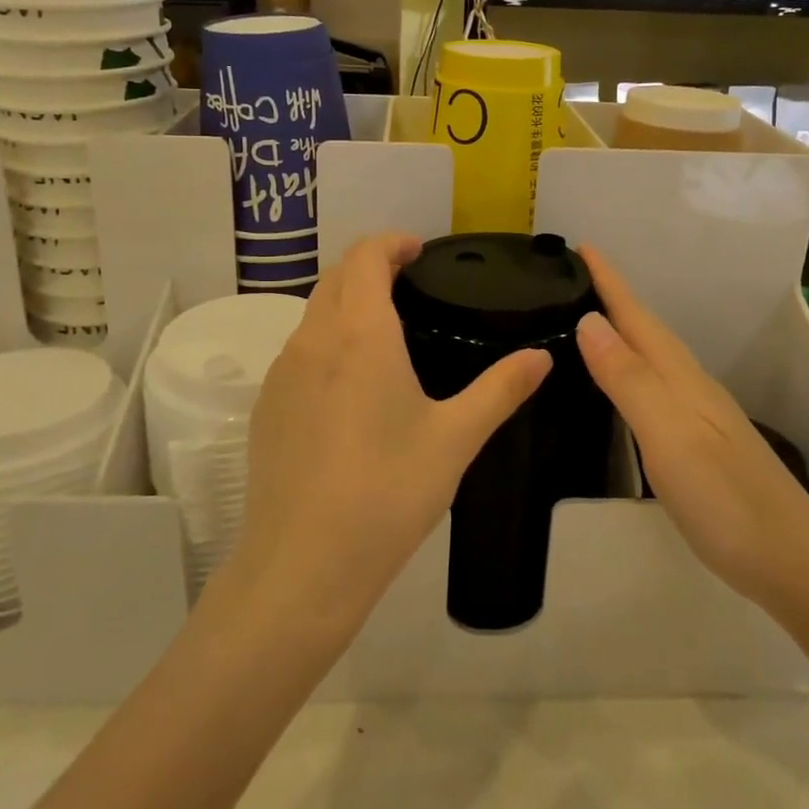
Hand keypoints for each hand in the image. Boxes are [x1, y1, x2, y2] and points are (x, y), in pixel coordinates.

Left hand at [232, 234, 552, 634]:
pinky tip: (351, 387)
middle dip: (369, 267)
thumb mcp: (456, 439)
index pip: (364, 256)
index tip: (419, 251)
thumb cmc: (387, 493)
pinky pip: (297, 352)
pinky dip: (326, 341)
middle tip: (409, 285)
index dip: (391, 243)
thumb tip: (542, 356)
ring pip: (312, 313)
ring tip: (385, 332)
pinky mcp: (265, 407)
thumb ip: (501, 389)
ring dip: (345, 303)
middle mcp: (312, 340)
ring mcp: (281, 374)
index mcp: (359, 334)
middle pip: (335, 277)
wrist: (302, 566)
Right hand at [574, 246, 808, 612]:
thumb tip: (588, 320)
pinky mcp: (700, 443)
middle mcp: (690, 385)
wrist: (791, 562)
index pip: (636, 317)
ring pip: (652, 357)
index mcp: (679, 377)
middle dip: (612, 298)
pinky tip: (624, 384)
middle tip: (574, 277)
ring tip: (589, 320)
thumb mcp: (668, 434)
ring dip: (623, 332)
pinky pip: (656, 386)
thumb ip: (628, 378)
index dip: (608, 281)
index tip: (580, 245)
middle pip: (646, 330)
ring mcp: (699, 415)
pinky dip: (633, 370)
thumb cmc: (724, 497)